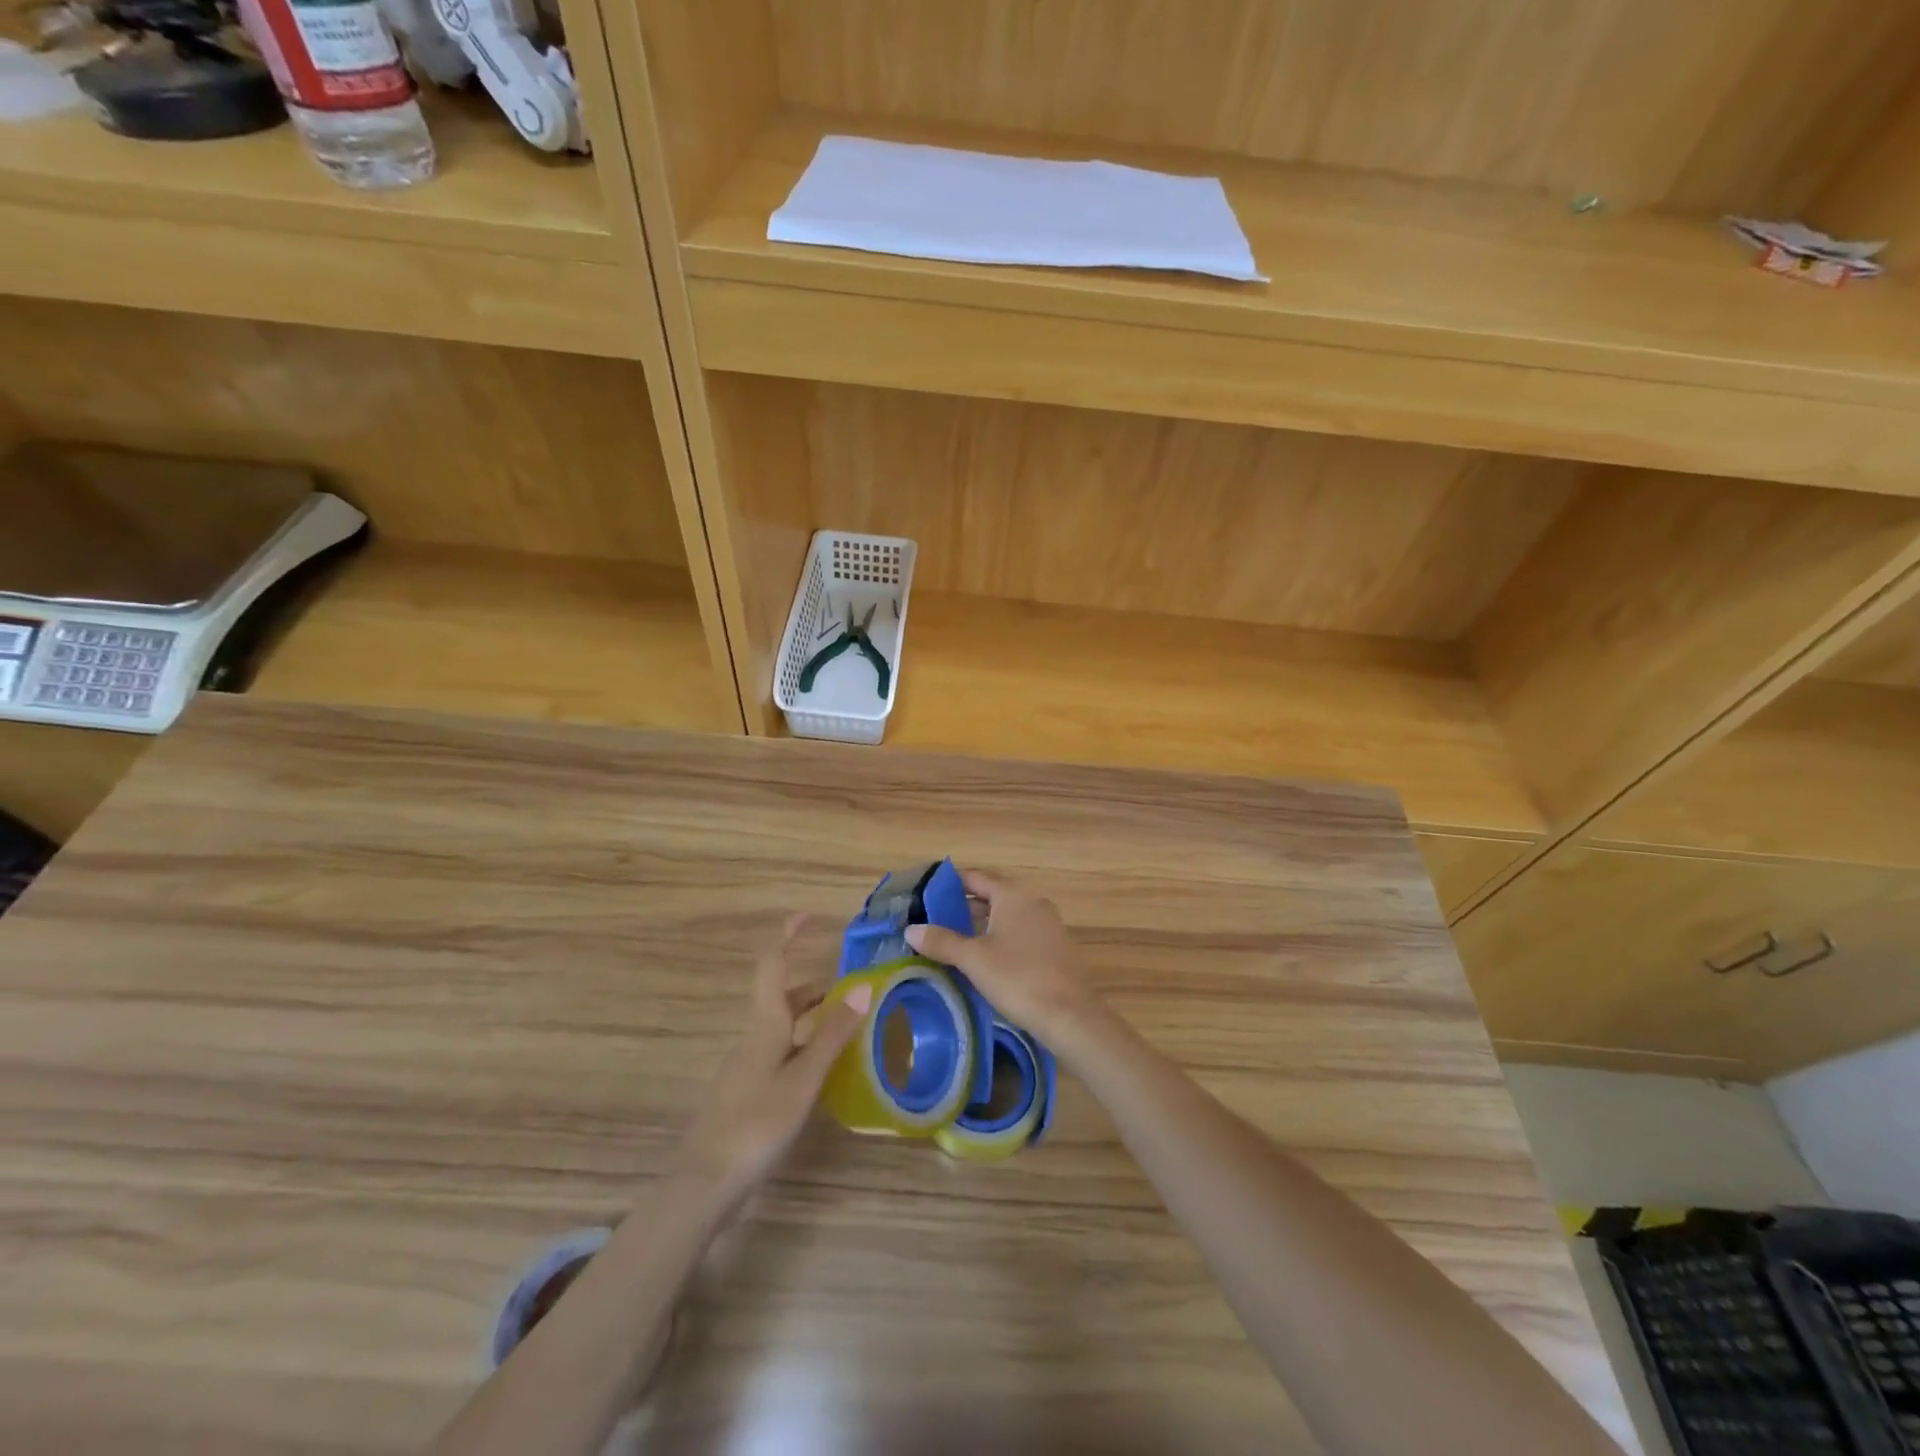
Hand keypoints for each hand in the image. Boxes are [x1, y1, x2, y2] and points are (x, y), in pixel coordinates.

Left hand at [673, 915, 872, 1210]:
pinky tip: (824, 1068)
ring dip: (814, 1016)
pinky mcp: (747, 1092)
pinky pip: (780, 1052)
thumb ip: (833, 1035)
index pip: (772, 965)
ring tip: (850, 1024)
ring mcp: (747, 1066)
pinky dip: (805, 1045)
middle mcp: (754, 1037)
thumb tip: (863, 987)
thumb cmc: (756, 1124)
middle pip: (783, 997)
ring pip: (783, 1026)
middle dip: (816, 986)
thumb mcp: (804, 1079)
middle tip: (854, 987)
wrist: (704, 1184)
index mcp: (764, 1025)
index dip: (787, 936)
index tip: (808, 915)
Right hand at [904, 869, 1100, 1046]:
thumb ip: (942, 941)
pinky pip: (1021, 934)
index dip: (951, 882)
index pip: (977, 878)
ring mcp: (1048, 925)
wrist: (1070, 1015)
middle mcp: (1033, 903)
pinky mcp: (1056, 948)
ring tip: (954, 941)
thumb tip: (911, 929)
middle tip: (935, 920)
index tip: (928, 891)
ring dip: (982, 925)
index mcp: (1014, 896)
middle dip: (964, 907)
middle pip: (992, 896)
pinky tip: (985, 960)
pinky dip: (1000, 939)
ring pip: (1007, 917)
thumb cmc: (1018, 978)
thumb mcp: (973, 959)